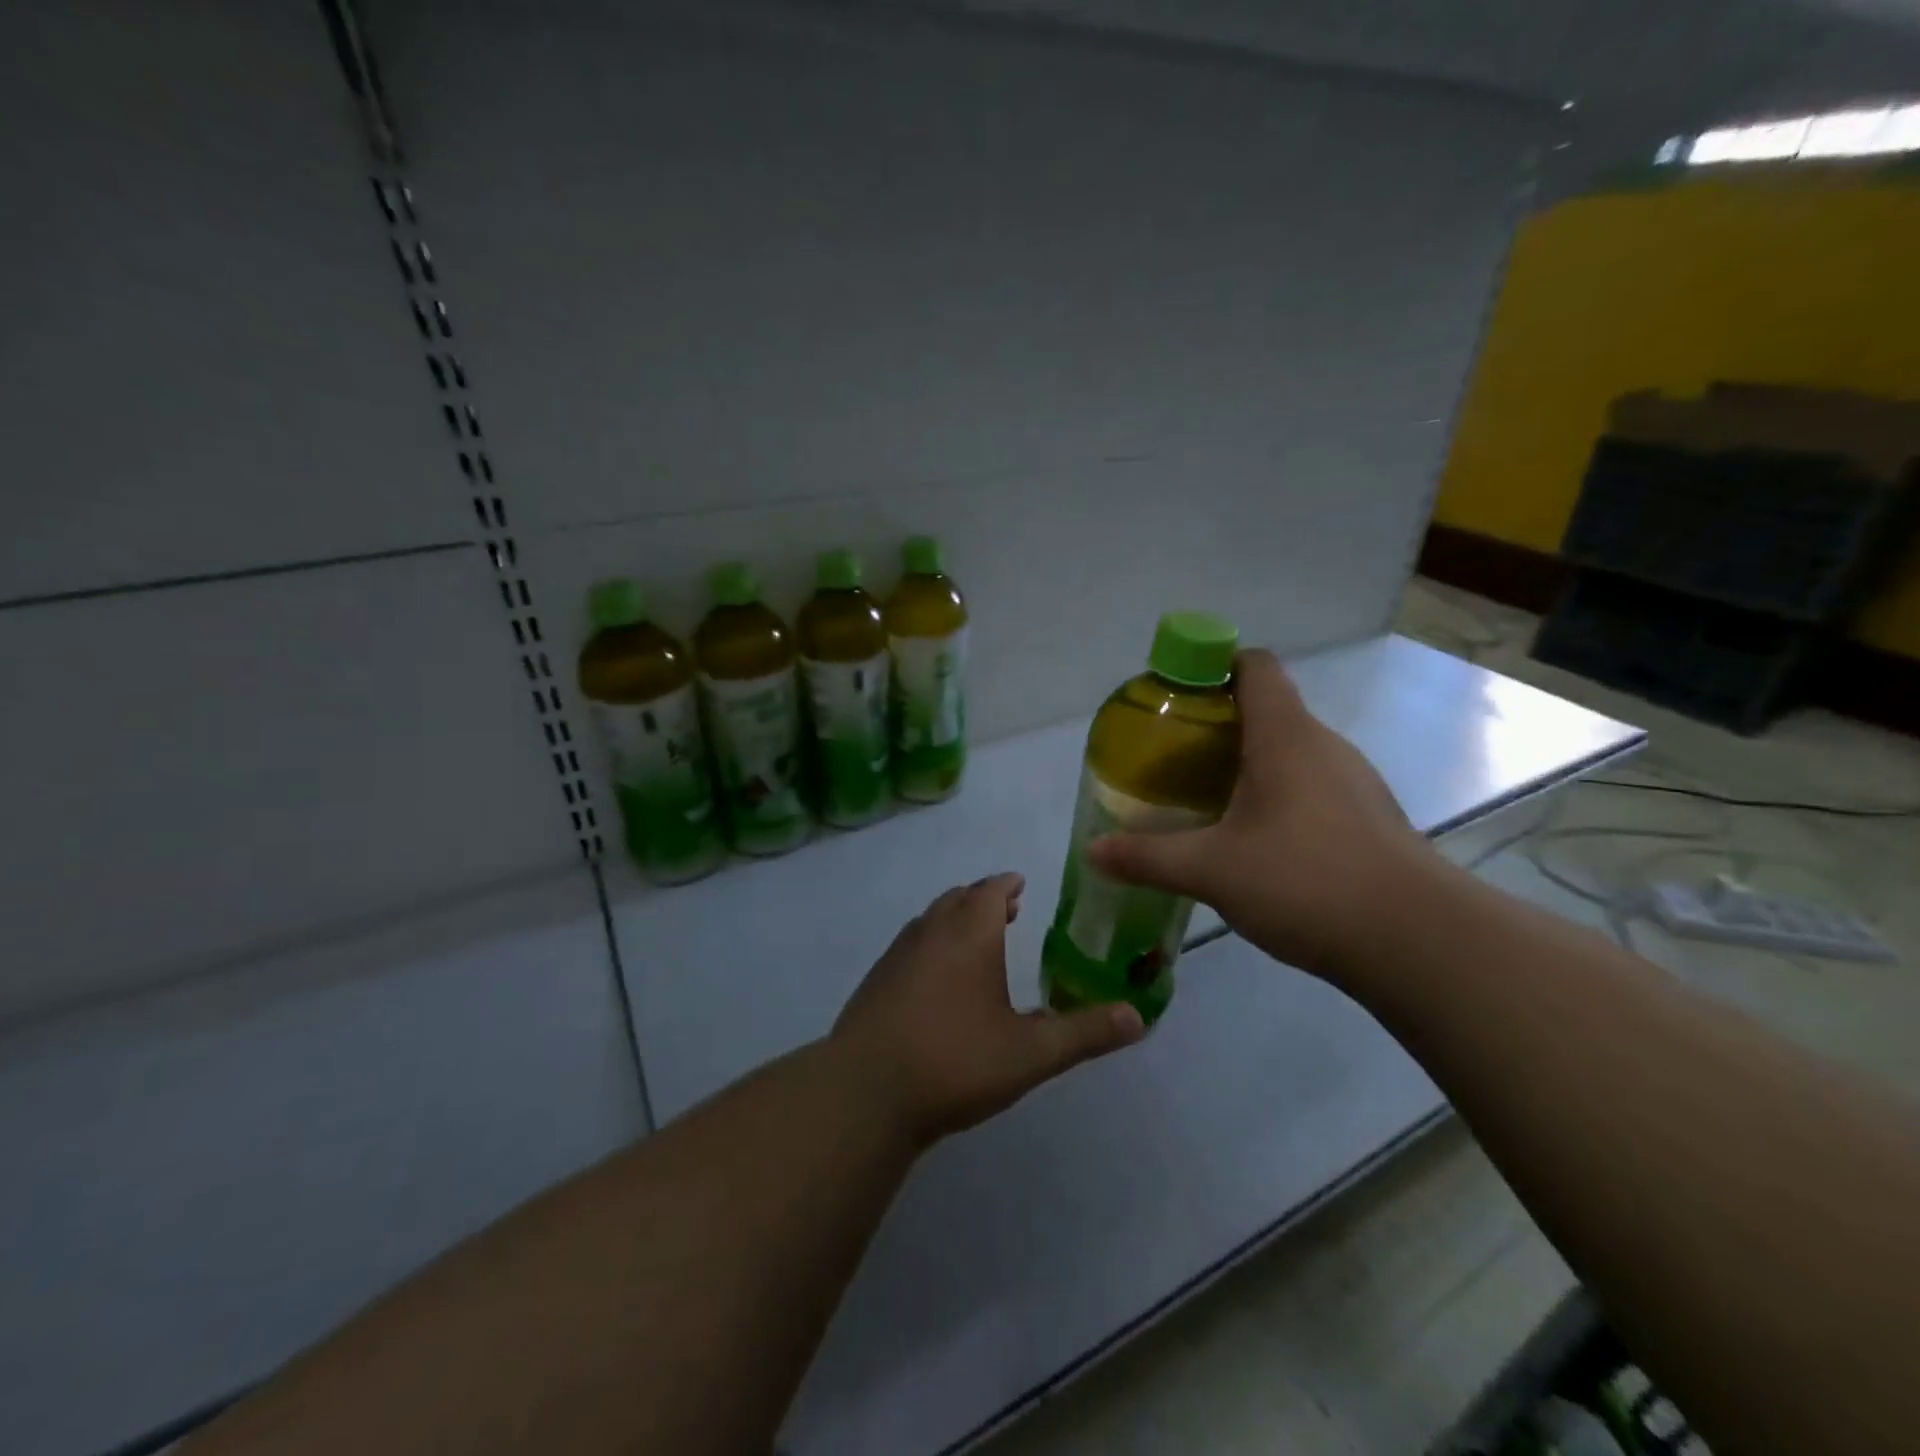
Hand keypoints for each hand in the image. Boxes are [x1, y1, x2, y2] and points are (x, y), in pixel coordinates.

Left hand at [830, 874, 1144, 1147]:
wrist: (865, 1093)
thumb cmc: (954, 1062)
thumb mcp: (1030, 1053)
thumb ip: (1085, 1033)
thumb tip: (1139, 1016)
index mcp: (968, 933)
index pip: (990, 890)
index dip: (1007, 885)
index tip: (1020, 887)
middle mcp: (930, 931)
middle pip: (957, 899)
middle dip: (982, 900)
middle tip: (1005, 911)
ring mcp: (896, 954)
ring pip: (930, 920)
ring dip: (954, 919)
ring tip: (974, 939)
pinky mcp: (875, 981)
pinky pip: (910, 945)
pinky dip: (931, 943)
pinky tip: (936, 980)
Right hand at [1085, 649, 1432, 985]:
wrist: (1417, 941)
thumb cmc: (1306, 881)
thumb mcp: (1212, 870)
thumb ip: (1147, 857)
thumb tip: (1091, 852)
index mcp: (1286, 736)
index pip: (1254, 667)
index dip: (1213, 667)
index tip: (1176, 696)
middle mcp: (1324, 746)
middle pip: (1267, 711)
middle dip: (1217, 726)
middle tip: (1173, 759)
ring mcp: (1353, 783)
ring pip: (1290, 753)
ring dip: (1248, 766)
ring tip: (1205, 801)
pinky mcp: (1368, 820)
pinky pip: (1311, 788)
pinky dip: (1277, 798)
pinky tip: (1255, 842)